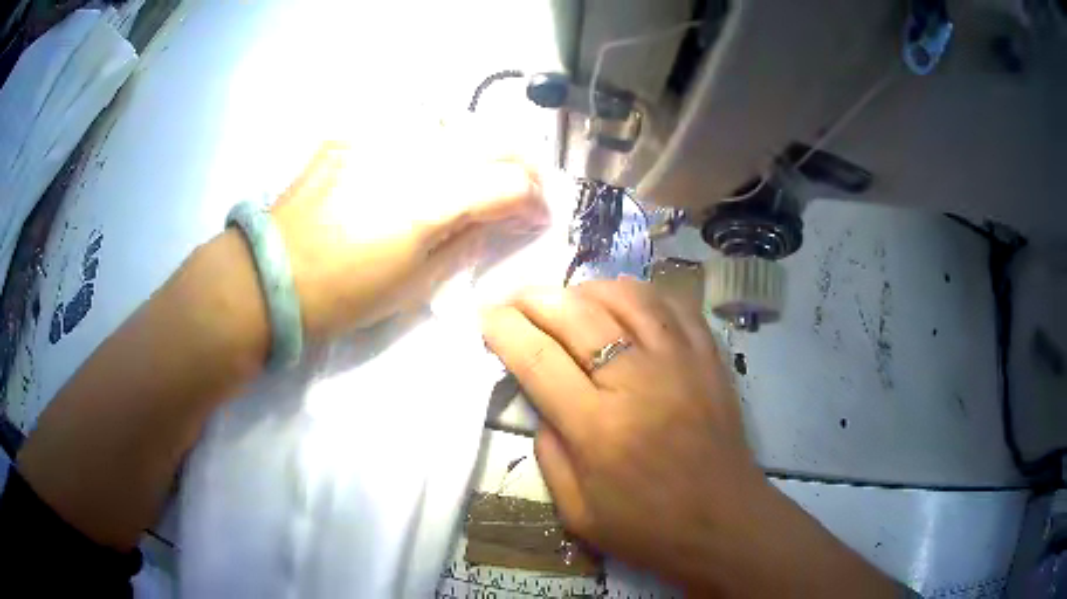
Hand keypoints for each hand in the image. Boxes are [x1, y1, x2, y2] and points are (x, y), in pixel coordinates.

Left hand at [271, 141, 547, 338]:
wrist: (274, 276)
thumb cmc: (345, 295)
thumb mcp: (416, 284)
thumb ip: (466, 242)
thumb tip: (497, 219)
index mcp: (431, 202)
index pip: (511, 183)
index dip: (535, 200)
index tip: (538, 217)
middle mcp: (413, 155)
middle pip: (492, 139)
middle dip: (522, 164)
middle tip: (522, 187)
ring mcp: (379, 137)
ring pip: (454, 121)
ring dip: (480, 145)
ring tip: (479, 169)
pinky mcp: (354, 134)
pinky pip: (408, 123)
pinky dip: (433, 139)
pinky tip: (426, 158)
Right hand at [481, 279, 898, 596]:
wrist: (725, 524)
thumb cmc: (648, 528)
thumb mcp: (577, 512)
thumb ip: (549, 452)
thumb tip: (540, 400)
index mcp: (598, 428)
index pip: (537, 358)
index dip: (504, 330)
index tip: (486, 317)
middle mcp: (638, 382)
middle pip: (577, 315)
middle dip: (535, 298)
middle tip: (516, 299)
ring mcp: (681, 363)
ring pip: (627, 296)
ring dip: (587, 287)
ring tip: (568, 297)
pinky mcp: (709, 359)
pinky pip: (674, 305)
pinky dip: (642, 293)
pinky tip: (624, 300)